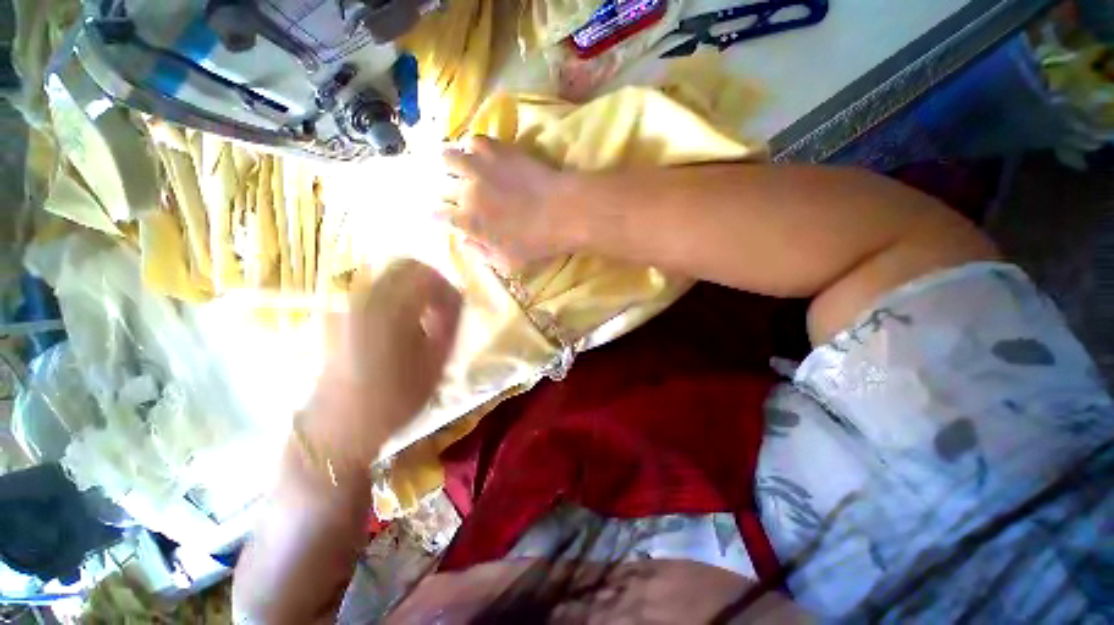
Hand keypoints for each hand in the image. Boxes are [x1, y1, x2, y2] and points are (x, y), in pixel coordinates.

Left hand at [305, 260, 461, 470]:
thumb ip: (449, 323)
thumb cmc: (395, 398)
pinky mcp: (342, 312)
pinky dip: (397, 293)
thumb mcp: (435, 362)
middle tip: (443, 307)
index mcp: (391, 310)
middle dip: (432, 282)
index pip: (428, 277)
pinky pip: (376, 287)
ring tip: (425, 315)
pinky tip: (403, 320)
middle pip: (406, 266)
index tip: (456, 311)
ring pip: (390, 274)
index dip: (448, 291)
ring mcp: (349, 303)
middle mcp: (365, 297)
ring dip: (414, 286)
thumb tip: (456, 300)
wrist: (341, 424)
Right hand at [440, 136, 579, 269]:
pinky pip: (475, 140)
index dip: (438, 216)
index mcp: (469, 222)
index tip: (440, 215)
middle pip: (441, 186)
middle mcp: (466, 193)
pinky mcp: (498, 150)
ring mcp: (480, 168)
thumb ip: (481, 253)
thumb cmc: (537, 244)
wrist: (562, 212)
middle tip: (451, 191)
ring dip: (450, 163)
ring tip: (458, 166)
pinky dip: (474, 146)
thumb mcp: (508, 263)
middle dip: (442, 190)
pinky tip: (482, 153)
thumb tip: (464, 242)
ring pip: (449, 157)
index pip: (440, 217)